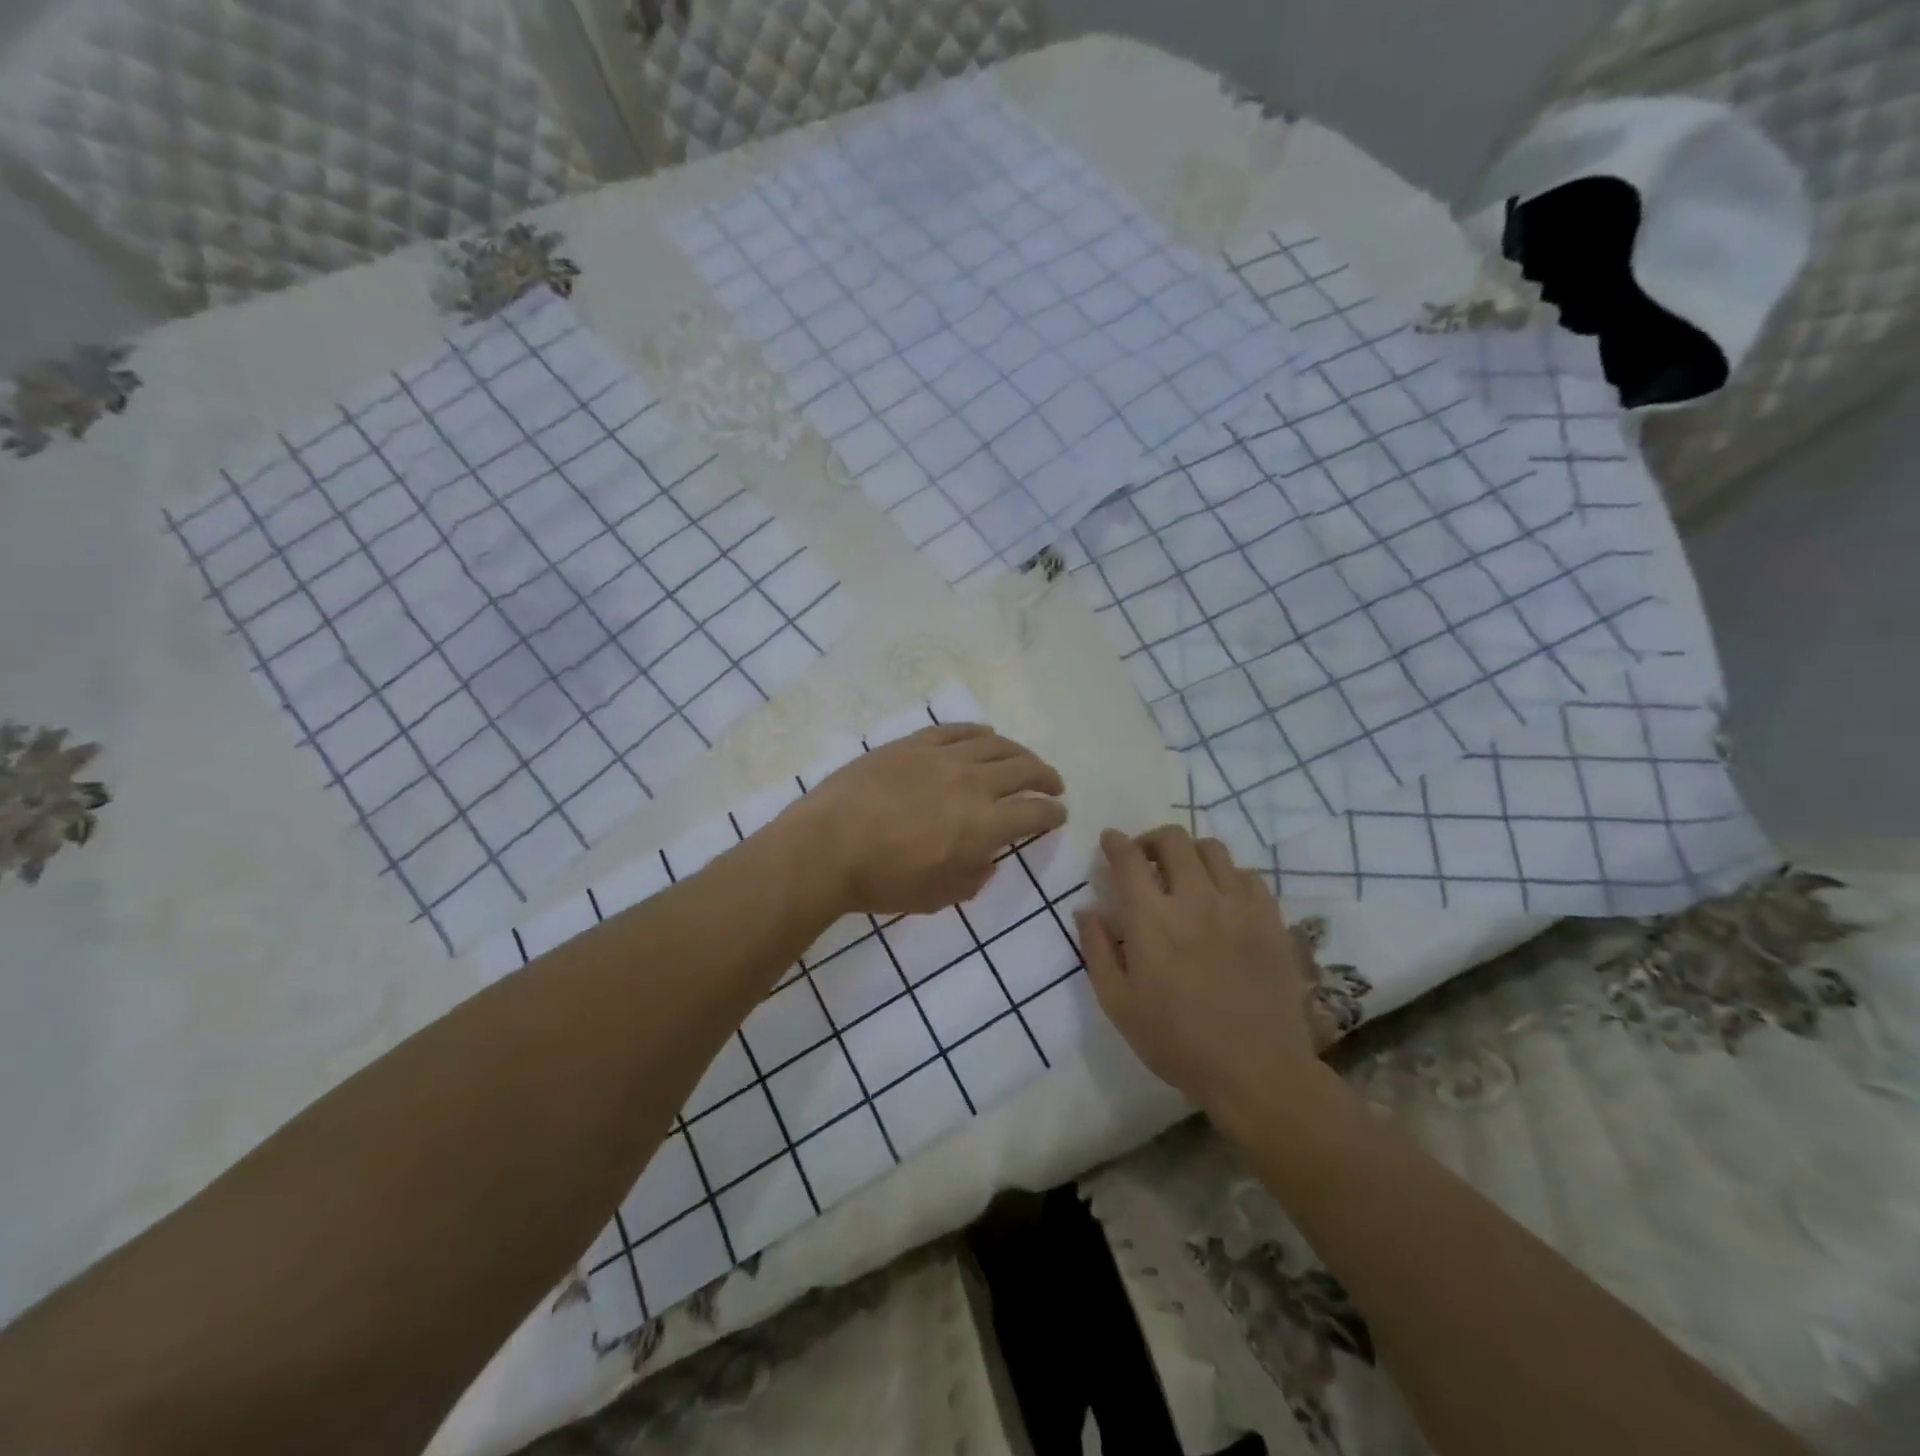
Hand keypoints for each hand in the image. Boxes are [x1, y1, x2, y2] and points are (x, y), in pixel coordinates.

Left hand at [781, 723, 1066, 915]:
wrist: (827, 847)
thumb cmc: (884, 881)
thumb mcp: (939, 896)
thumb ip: (974, 876)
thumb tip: (986, 857)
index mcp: (984, 824)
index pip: (1035, 812)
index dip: (1053, 814)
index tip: (1059, 814)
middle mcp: (973, 782)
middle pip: (1024, 770)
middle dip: (1046, 777)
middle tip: (1052, 784)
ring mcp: (941, 757)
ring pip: (994, 744)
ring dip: (1018, 752)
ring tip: (1024, 759)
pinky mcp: (912, 744)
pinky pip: (954, 729)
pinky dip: (977, 731)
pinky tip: (985, 734)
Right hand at [1076, 826, 1330, 1125]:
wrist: (1256, 1070)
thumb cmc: (1176, 1041)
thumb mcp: (1118, 1003)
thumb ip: (1097, 949)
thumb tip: (1086, 909)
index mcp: (1151, 918)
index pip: (1128, 858)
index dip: (1115, 842)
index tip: (1110, 841)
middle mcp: (1194, 898)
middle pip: (1172, 840)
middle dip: (1151, 840)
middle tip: (1145, 859)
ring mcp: (1237, 905)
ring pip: (1212, 849)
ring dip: (1190, 853)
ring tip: (1185, 875)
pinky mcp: (1270, 919)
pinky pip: (1248, 874)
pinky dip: (1228, 875)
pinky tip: (1222, 897)